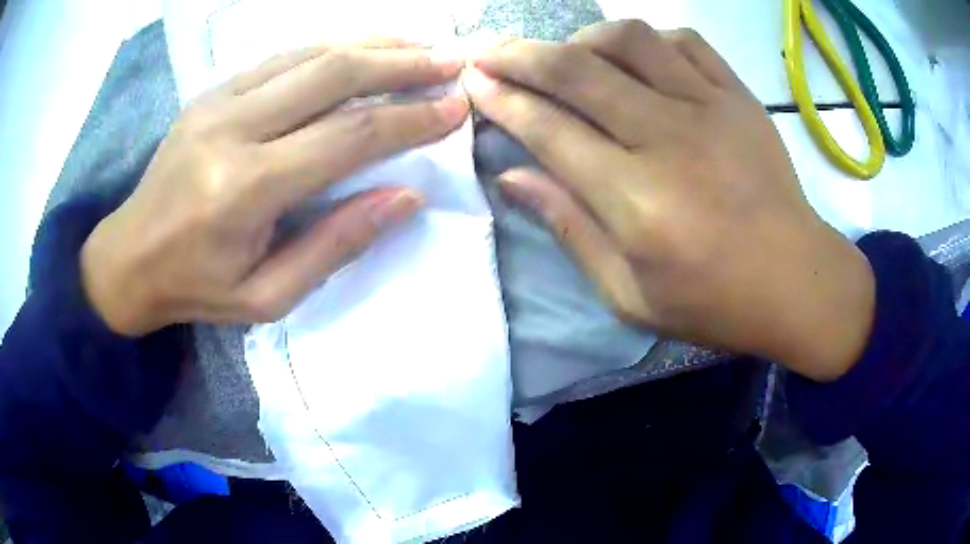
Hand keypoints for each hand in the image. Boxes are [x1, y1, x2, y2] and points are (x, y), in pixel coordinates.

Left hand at [81, 41, 468, 335]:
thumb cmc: (196, 287)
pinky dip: (333, 46)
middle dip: (403, 64)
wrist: (129, 257)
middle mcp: (233, 128)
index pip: (348, 137)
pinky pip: (284, 56)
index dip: (410, 119)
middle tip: (452, 61)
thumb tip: (406, 196)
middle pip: (333, 75)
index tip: (456, 108)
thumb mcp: (268, 296)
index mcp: (245, 189)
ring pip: (311, 53)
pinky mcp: (213, 91)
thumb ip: (336, 244)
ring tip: (421, 45)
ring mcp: (219, 101)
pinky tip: (364, 47)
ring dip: (374, 44)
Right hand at [464, 21, 873, 380]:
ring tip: (568, 56)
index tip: (474, 83)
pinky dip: (647, 40)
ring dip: (582, 39)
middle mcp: (669, 139)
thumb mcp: (629, 294)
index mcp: (637, 201)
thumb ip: (569, 229)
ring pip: (628, 39)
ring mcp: (710, 109)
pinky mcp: (739, 97)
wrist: (797, 281)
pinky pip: (684, 41)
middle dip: (520, 55)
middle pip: (577, 71)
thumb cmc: (714, 301)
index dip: (502, 100)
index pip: (549, 129)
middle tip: (490, 52)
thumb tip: (512, 178)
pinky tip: (636, 59)